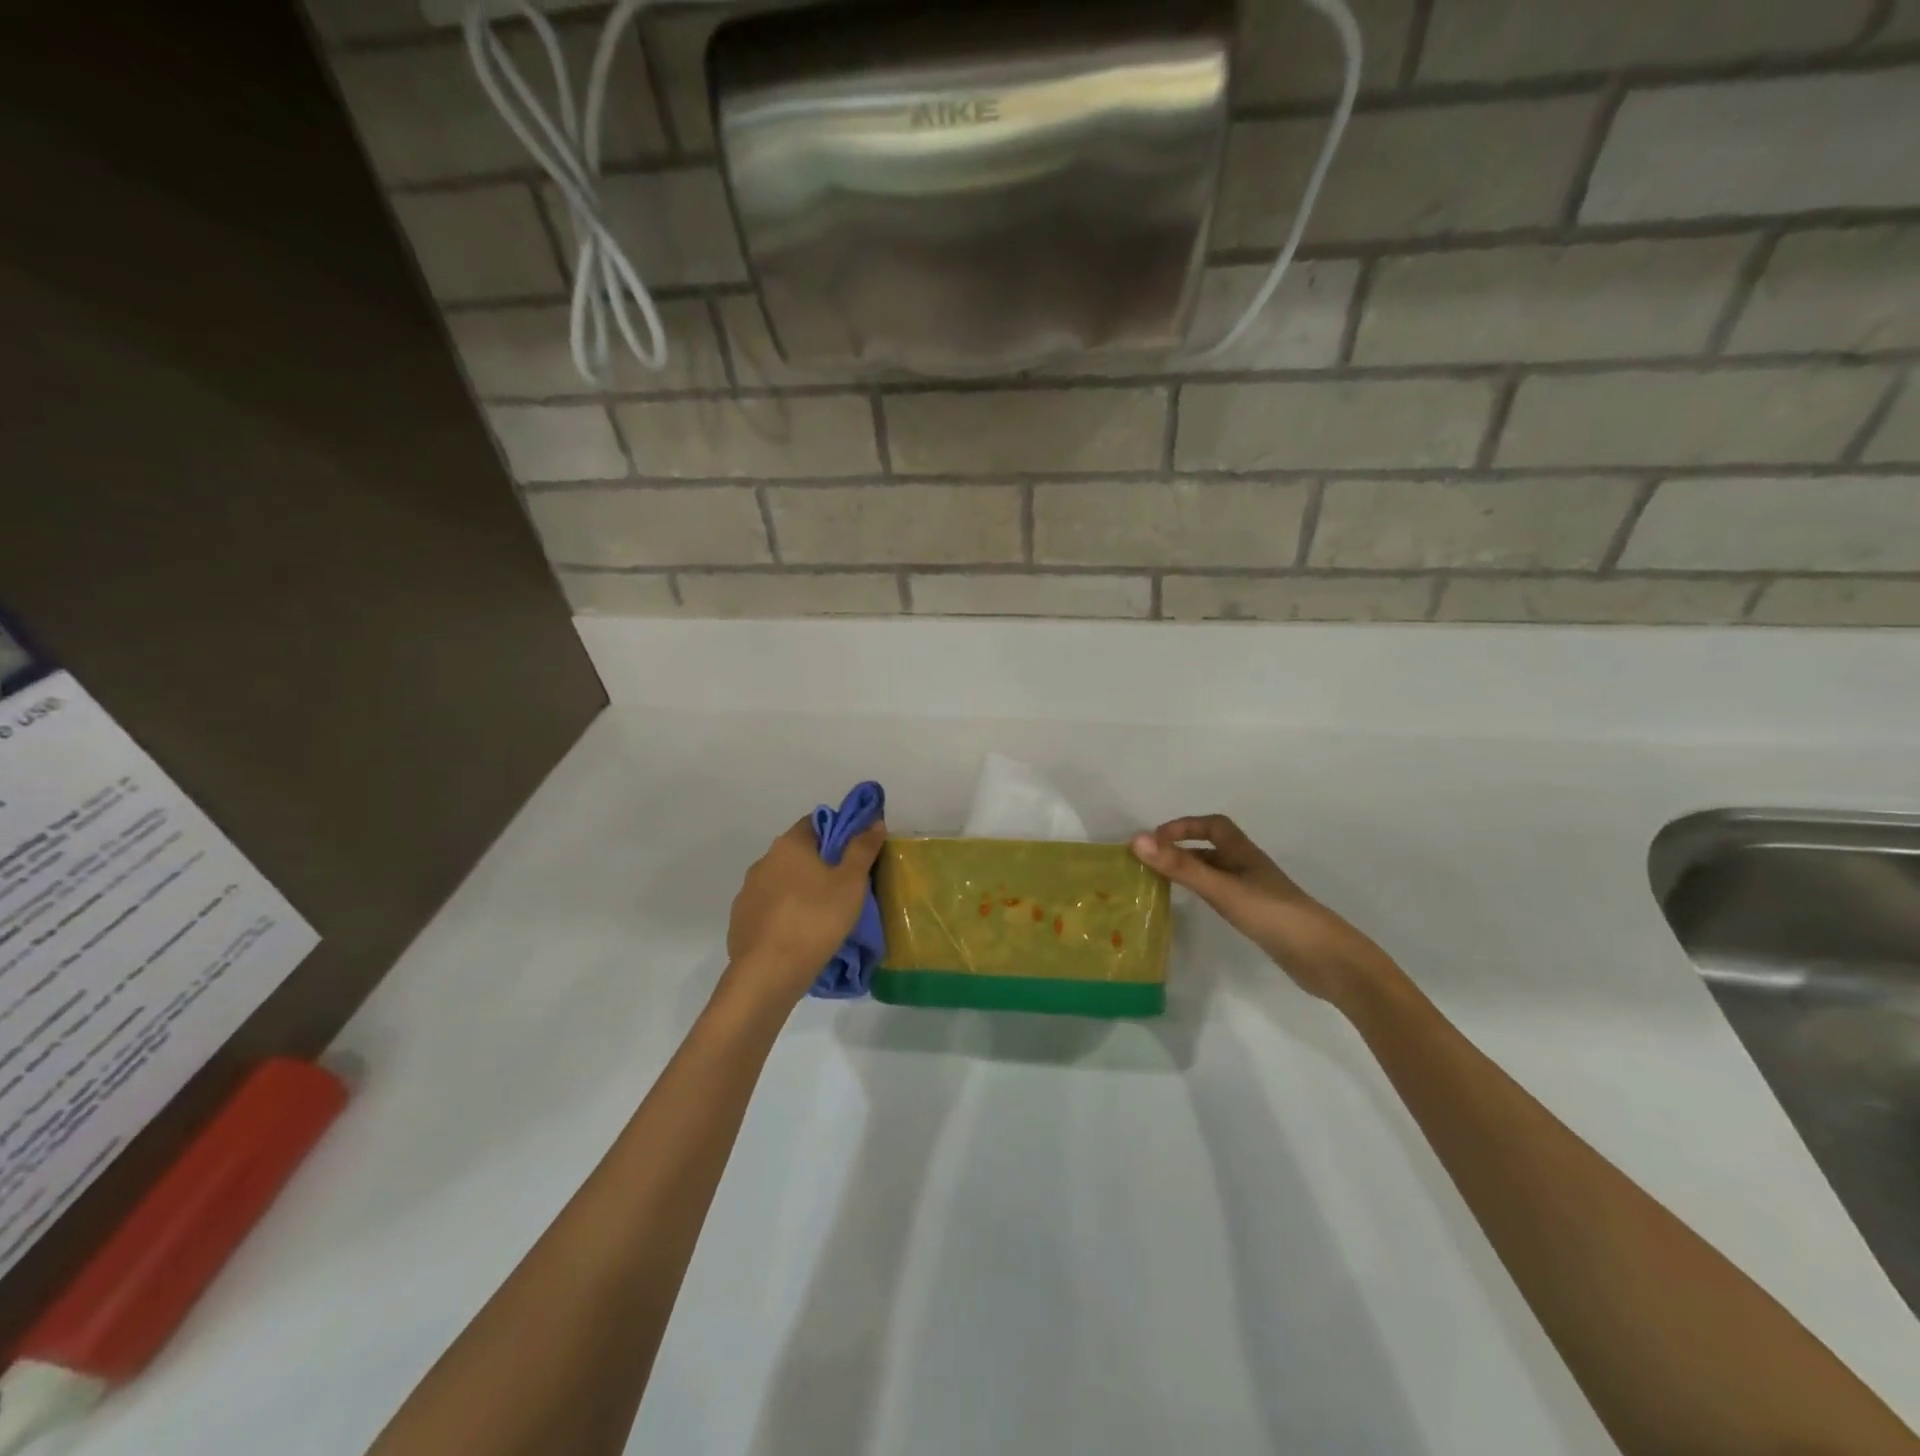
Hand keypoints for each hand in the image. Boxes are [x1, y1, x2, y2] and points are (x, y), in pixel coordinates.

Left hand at [723, 817, 886, 1007]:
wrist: (768, 973)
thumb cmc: (816, 919)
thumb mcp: (851, 883)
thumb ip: (863, 849)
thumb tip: (874, 821)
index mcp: (789, 845)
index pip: (815, 823)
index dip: (838, 832)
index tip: (855, 853)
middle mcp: (764, 861)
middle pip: (798, 853)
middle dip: (820, 864)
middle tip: (845, 886)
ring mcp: (747, 892)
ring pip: (782, 882)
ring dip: (800, 890)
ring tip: (824, 914)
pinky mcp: (740, 921)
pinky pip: (769, 908)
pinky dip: (784, 914)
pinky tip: (799, 934)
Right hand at [1131, 815, 1390, 1004]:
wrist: (1326, 960)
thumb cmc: (1274, 916)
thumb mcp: (1222, 889)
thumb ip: (1181, 867)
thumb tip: (1137, 840)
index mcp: (1244, 854)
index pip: (1213, 826)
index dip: (1184, 826)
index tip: (1154, 840)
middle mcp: (1249, 868)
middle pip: (1213, 848)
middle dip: (1182, 849)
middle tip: (1150, 861)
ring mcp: (1256, 894)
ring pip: (1217, 873)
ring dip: (1191, 871)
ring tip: (1162, 883)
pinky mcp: (1260, 918)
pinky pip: (1224, 896)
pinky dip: (1204, 894)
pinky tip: (1195, 908)